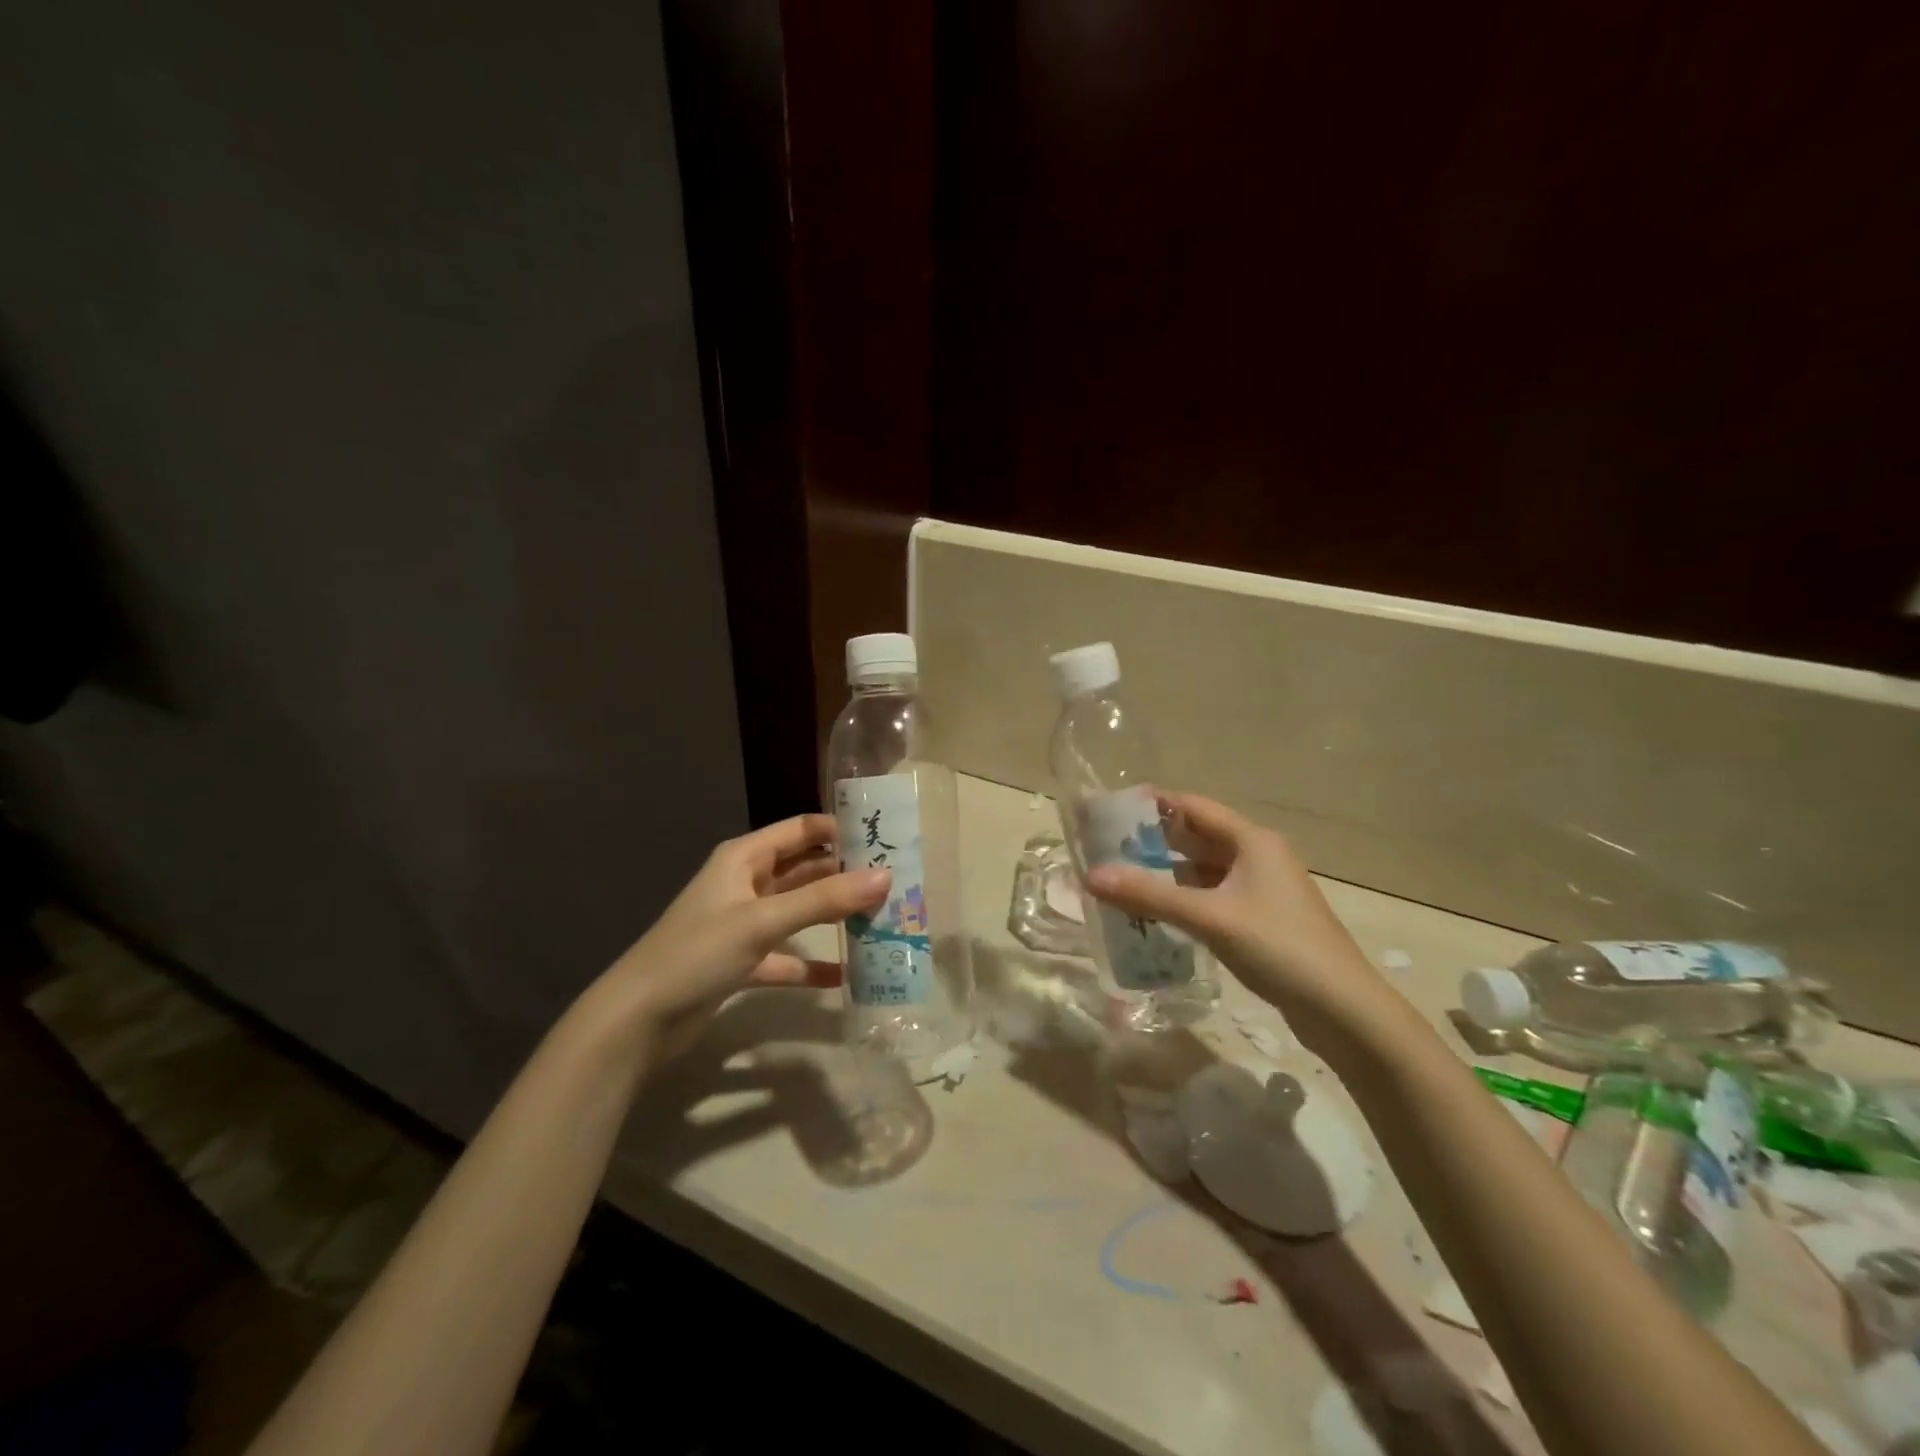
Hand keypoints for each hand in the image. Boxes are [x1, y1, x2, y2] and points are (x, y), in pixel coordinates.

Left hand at [599, 814, 889, 1054]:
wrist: (638, 1020)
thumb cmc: (698, 953)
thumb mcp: (763, 921)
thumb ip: (825, 900)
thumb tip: (885, 877)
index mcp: (744, 858)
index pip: (801, 829)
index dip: (840, 830)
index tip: (885, 838)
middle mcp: (746, 884)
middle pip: (804, 870)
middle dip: (845, 875)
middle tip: (894, 883)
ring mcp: (744, 924)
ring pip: (799, 911)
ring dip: (833, 916)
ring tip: (881, 920)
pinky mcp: (742, 962)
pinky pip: (787, 956)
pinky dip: (812, 964)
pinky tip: (846, 975)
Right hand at [1085, 792, 1396, 1036]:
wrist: (1343, 1009)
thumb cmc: (1279, 947)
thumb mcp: (1209, 917)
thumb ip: (1149, 895)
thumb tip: (1089, 876)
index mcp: (1252, 840)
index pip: (1193, 806)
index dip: (1152, 804)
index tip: (1110, 808)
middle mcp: (1257, 856)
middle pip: (1196, 837)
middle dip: (1152, 841)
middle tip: (1104, 847)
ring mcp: (1261, 889)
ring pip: (1202, 870)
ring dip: (1165, 873)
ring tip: (1119, 879)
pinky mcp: (1260, 919)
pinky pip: (1211, 896)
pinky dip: (1182, 899)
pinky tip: (1154, 912)